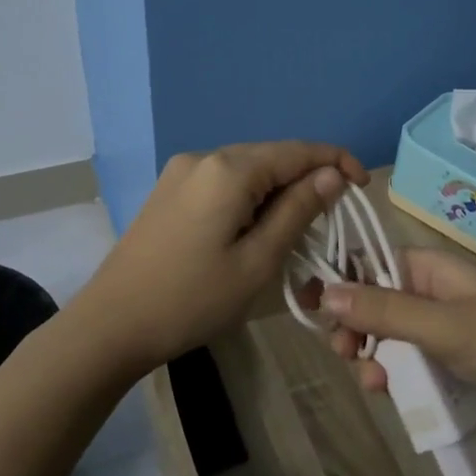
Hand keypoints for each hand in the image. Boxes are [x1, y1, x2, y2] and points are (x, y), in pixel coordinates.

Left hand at [75, 141, 367, 372]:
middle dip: (307, 178)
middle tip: (332, 219)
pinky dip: (250, 198)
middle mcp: (203, 157)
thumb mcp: (257, 261)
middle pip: (271, 156)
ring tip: (298, 228)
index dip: (336, 162)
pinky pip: (223, 182)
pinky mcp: (168, 191)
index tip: (364, 187)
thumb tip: (331, 174)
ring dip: (278, 190)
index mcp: (228, 169)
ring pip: (247, 170)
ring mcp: (180, 172)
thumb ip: (298, 211)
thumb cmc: (192, 300)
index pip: (297, 150)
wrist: (111, 325)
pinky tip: (255, 227)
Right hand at [321, 248, 475, 435]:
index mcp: (433, 269)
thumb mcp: (444, 326)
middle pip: (376, 305)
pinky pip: (414, 366)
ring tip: (375, 384)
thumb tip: (325, 293)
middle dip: (356, 329)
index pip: (372, 263)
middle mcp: (435, 294)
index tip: (313, 310)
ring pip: (392, 340)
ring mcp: (446, 331)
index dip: (342, 283)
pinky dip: (400, 378)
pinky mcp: (456, 365)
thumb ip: (384, 311)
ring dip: (375, 358)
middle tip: (345, 354)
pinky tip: (393, 395)